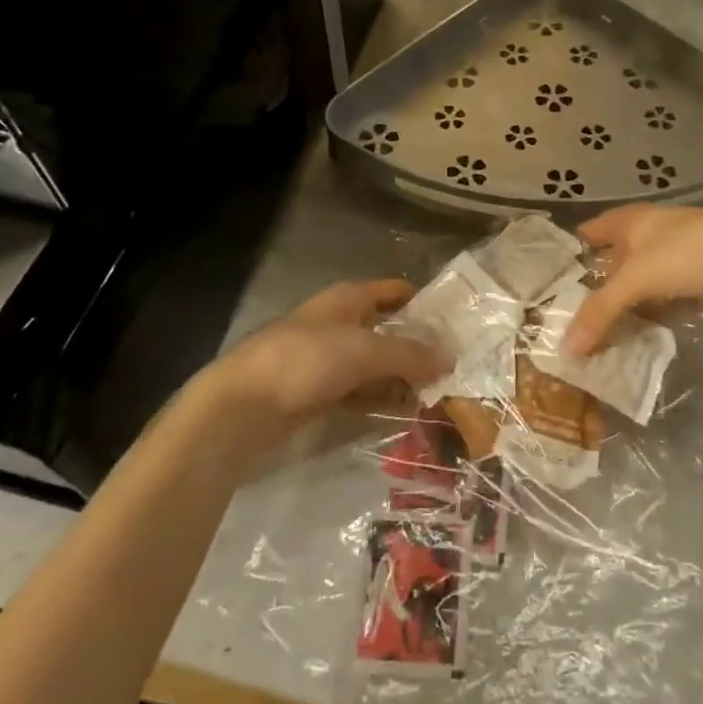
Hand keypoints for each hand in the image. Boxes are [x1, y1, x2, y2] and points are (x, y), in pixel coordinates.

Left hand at [192, 280, 446, 451]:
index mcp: (349, 299)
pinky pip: (360, 390)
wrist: (244, 405)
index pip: (396, 291)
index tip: (458, 322)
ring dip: (402, 377)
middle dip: (419, 346)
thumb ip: (410, 354)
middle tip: (456, 366)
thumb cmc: (307, 360)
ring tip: (440, 393)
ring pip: (376, 363)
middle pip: (388, 329)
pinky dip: (381, 398)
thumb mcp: (366, 351)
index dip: (425, 302)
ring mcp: (328, 358)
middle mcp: (340, 323)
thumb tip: (451, 357)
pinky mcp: (319, 391)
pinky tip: (406, 412)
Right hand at [565, 205, 702, 353]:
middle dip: (587, 296)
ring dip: (615, 316)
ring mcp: (666, 266)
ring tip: (585, 346)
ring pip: (631, 293)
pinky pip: (653, 310)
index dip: (565, 259)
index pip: (585, 236)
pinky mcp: (686, 290)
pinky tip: (622, 347)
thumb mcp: (637, 278)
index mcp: (628, 222)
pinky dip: (640, 325)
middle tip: (558, 328)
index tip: (541, 290)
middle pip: (606, 269)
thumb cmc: (689, 253)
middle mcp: (643, 240)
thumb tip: (566, 349)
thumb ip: (600, 312)